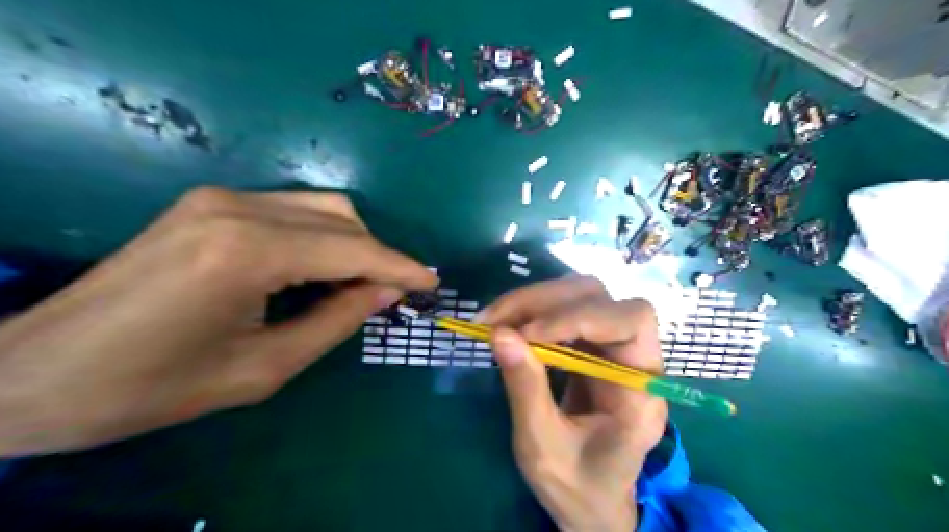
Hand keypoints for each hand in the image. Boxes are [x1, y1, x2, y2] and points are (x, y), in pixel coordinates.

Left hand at [0, 187, 435, 457]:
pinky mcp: (208, 203)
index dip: (400, 267)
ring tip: (358, 285)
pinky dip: (320, 237)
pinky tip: (318, 269)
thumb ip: (337, 321)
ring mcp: (219, 198)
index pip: (353, 249)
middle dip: (378, 255)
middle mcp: (238, 208)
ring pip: (321, 207)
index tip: (432, 282)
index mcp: (248, 252)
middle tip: (392, 295)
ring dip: (352, 243)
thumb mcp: (264, 368)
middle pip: (342, 218)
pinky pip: (291, 211)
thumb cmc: (155, 387)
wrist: (39, 372)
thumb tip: (387, 291)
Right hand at [484, 276, 666, 529]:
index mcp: (642, 391)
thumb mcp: (543, 446)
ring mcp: (612, 349)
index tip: (528, 333)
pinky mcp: (591, 347)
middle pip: (601, 297)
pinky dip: (531, 312)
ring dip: (533, 301)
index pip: (631, 322)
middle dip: (545, 301)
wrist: (591, 501)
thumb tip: (500, 333)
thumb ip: (525, 388)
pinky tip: (506, 325)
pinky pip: (564, 313)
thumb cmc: (577, 485)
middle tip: (494, 318)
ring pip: (580, 296)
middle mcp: (636, 359)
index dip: (580, 317)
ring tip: (492, 319)